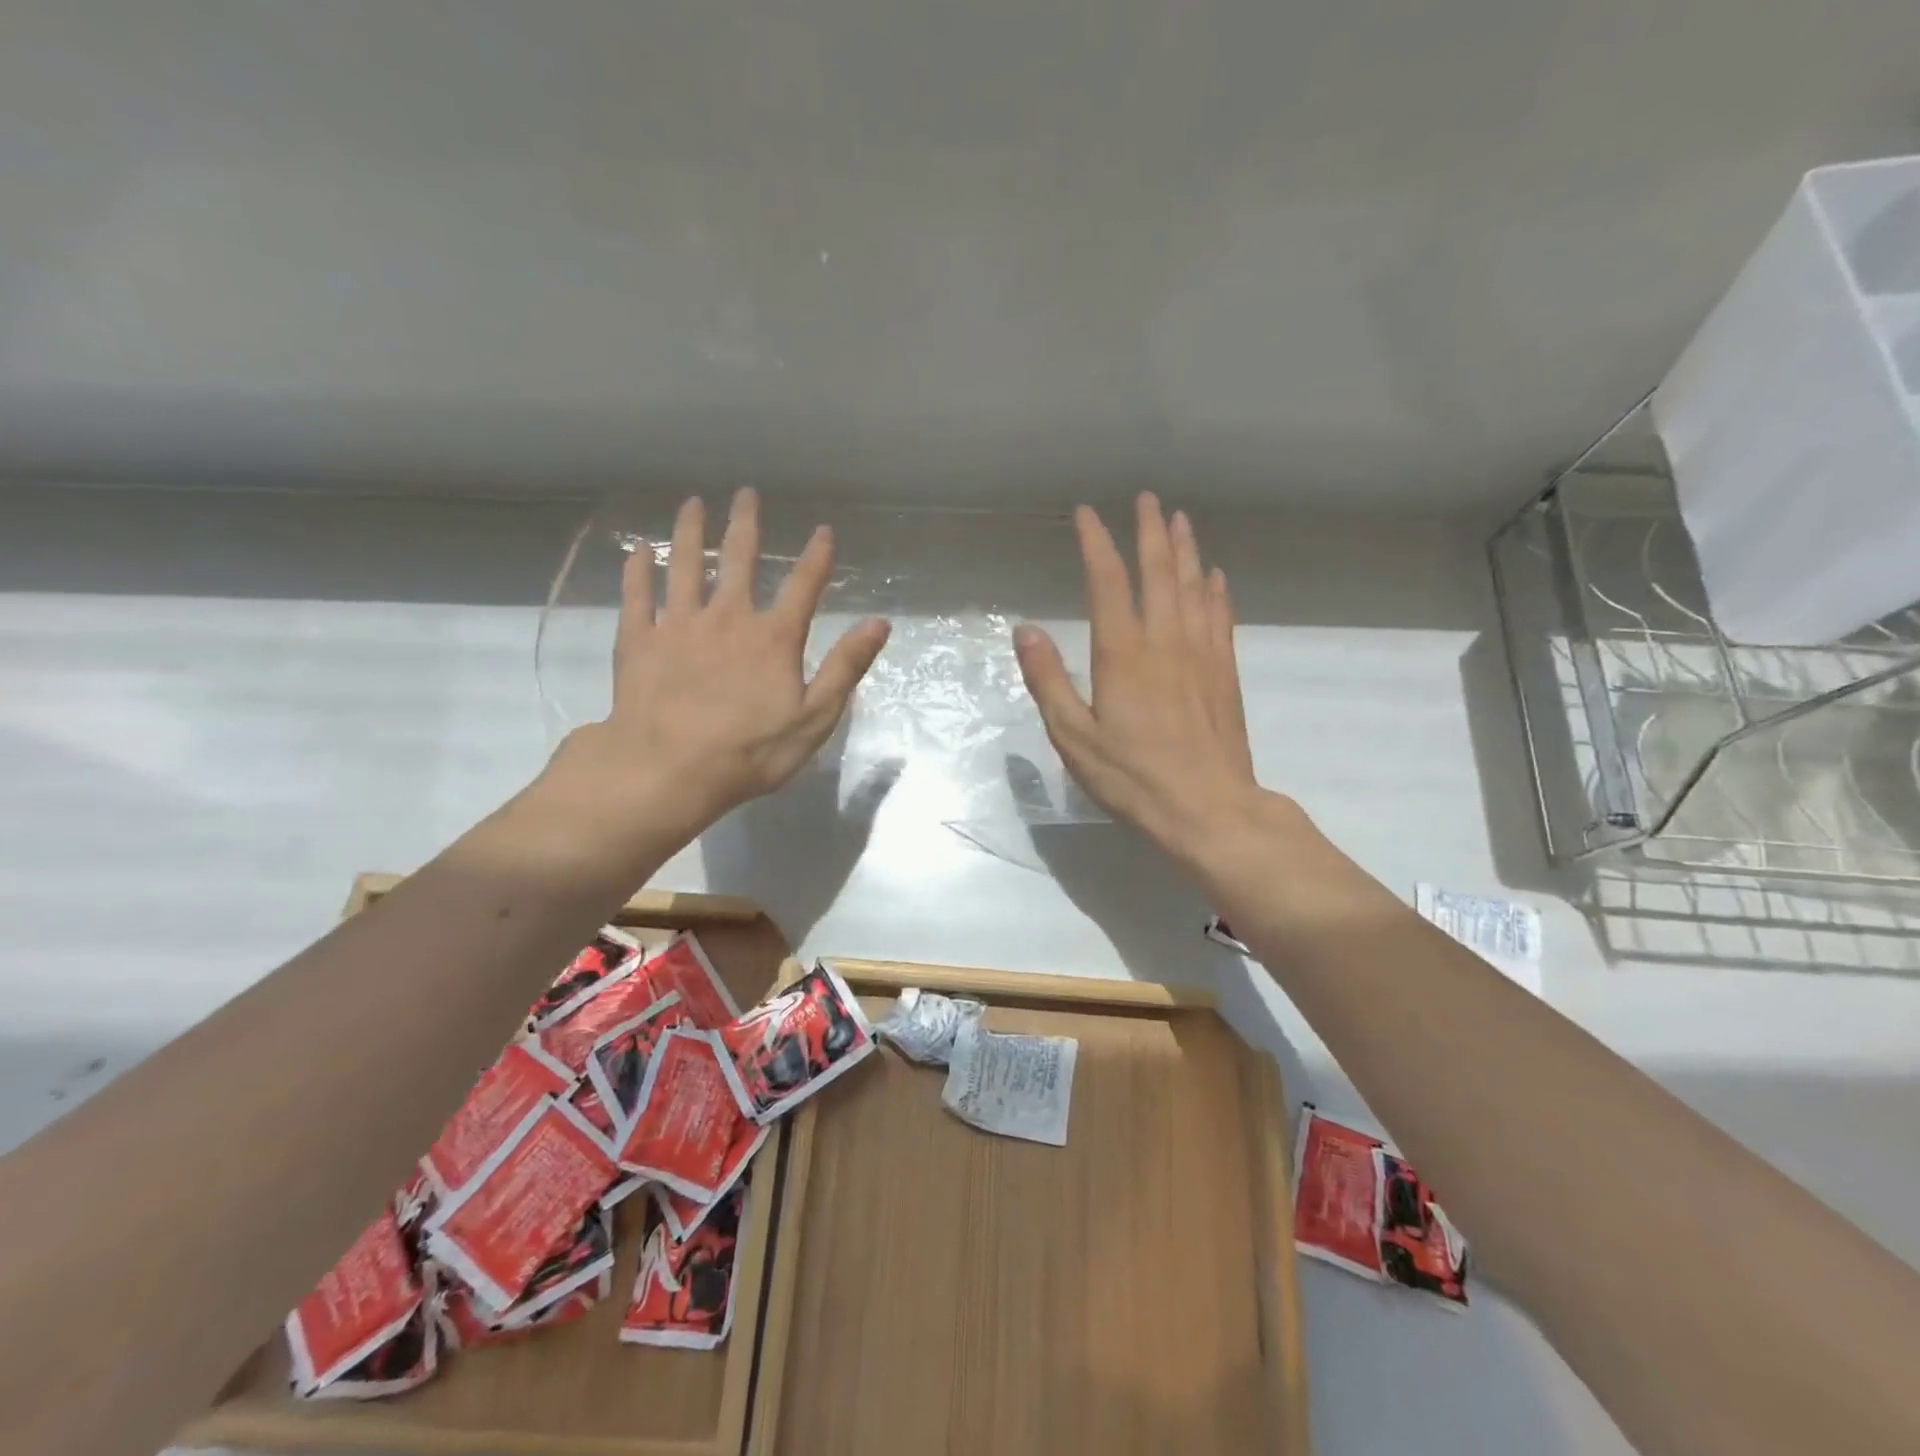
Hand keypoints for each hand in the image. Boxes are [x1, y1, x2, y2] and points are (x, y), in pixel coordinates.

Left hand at [559, 490, 890, 827]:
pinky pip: (637, 595)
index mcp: (773, 638)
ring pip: (685, 566)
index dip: (816, 558)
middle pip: (739, 561)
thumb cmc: (749, 751)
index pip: (803, 587)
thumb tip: (879, 623)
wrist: (668, 770)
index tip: (824, 530)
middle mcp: (727, 618)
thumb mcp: (814, 717)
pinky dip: (638, 570)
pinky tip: (639, 550)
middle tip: (745, 494)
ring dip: (690, 533)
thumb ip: (846, 667)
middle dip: (745, 525)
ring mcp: (679, 625)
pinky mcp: (639, 641)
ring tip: (692, 504)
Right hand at [1014, 494, 1287, 866]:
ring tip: (1180, 520)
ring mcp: (1201, 655)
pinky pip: (1220, 618)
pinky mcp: (1224, 674)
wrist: (1207, 808)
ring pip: (1195, 588)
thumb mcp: (1073, 736)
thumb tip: (1026, 629)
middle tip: (1147, 499)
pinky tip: (1215, 577)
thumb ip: (1048, 680)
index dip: (1096, 544)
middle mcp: (1165, 642)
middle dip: (1150, 532)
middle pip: (1159, 572)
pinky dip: (1216, 591)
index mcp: (1123, 654)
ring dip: (1186, 550)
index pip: (1108, 582)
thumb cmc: (1132, 777)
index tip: (1086, 514)